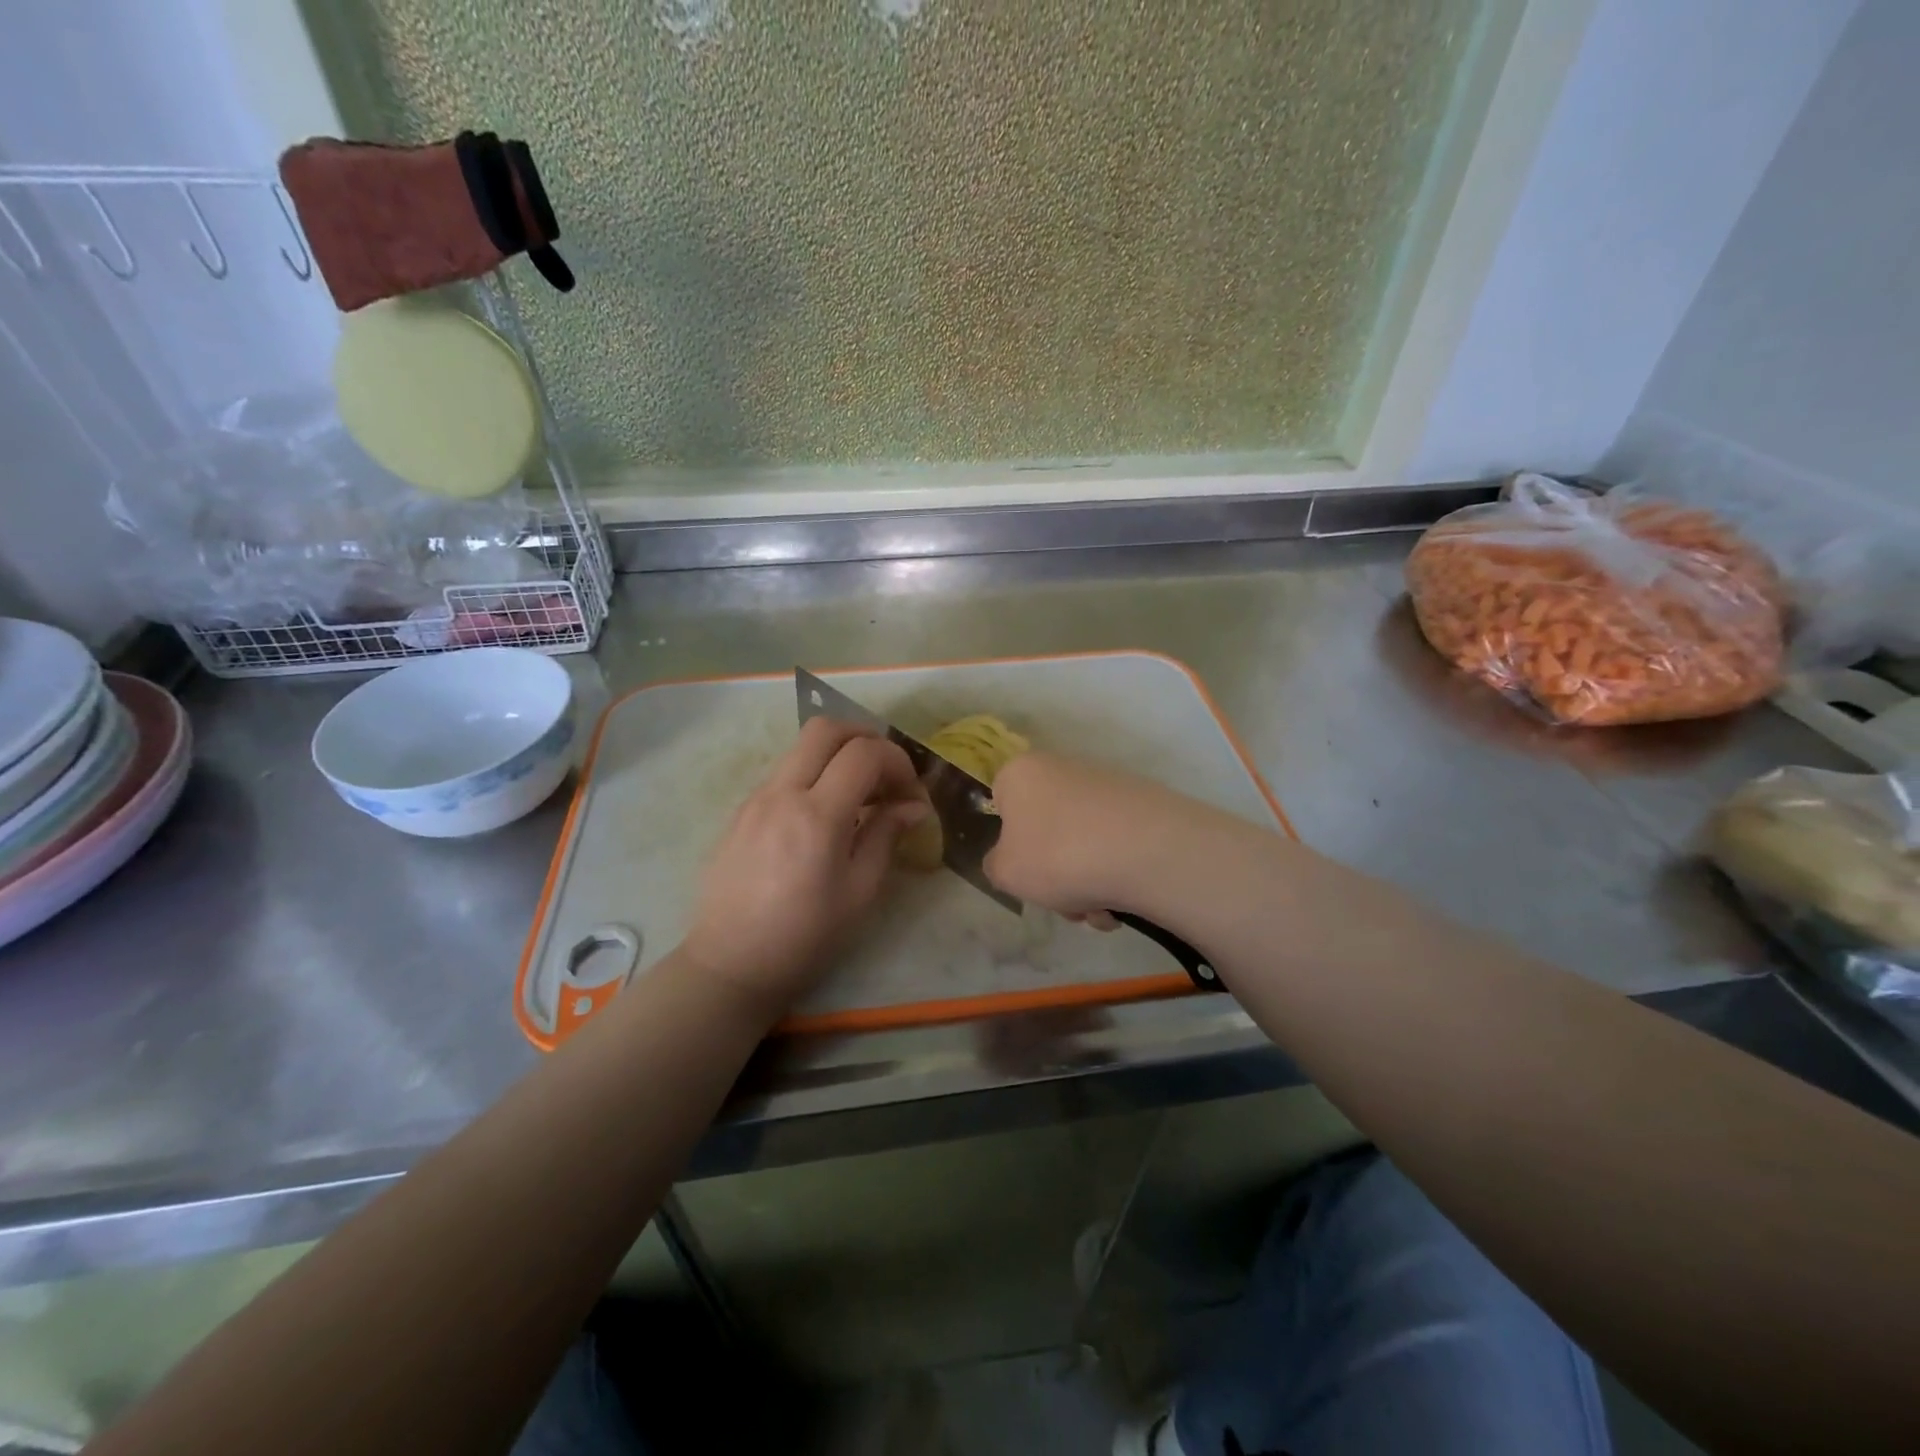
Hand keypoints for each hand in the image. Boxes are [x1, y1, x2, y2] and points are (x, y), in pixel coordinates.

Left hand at [682, 716, 928, 1019]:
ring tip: (859, 795)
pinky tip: (824, 814)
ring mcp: (756, 798)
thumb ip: (885, 836)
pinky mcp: (741, 810)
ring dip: (838, 754)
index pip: (864, 754)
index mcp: (817, 816)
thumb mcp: (859, 892)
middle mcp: (782, 794)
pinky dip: (813, 774)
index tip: (910, 793)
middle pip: (826, 728)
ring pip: (801, 747)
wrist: (730, 964)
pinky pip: (784, 772)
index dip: (897, 762)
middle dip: (866, 737)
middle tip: (886, 772)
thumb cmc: (805, 937)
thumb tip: (914, 806)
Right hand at [984, 751, 1211, 921]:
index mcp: (1021, 772)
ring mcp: (1106, 784)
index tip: (1024, 873)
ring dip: (1086, 883)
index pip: (1000, 803)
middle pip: (1046, 829)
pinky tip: (1124, 901)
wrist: (1148, 851)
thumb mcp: (1005, 872)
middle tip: (1065, 903)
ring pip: (1081, 843)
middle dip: (1054, 874)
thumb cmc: (1058, 855)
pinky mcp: (1143, 803)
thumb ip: (996, 865)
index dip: (1009, 843)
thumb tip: (1011, 860)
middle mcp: (1062, 767)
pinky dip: (1115, 873)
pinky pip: (1115, 845)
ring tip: (1100, 911)